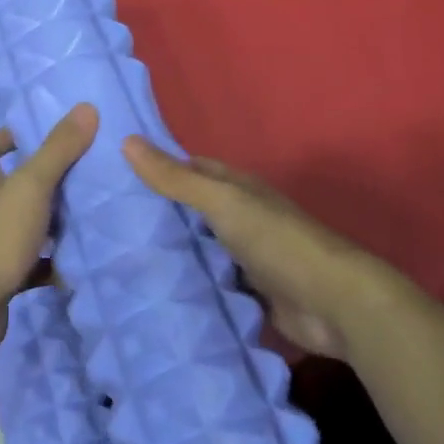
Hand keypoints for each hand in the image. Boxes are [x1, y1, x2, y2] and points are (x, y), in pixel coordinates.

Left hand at [0, 103, 98, 319]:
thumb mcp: (31, 186)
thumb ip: (58, 149)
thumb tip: (86, 107)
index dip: (8, 137)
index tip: (39, 134)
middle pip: (11, 186)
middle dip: (42, 180)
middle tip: (82, 173)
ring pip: (24, 225)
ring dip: (51, 222)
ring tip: (89, 215)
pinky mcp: (0, 277)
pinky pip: (31, 265)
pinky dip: (52, 264)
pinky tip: (79, 263)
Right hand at [123, 136, 372, 360]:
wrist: (334, 303)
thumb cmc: (277, 240)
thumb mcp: (222, 202)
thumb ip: (176, 178)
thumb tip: (127, 139)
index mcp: (239, 189)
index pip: (192, 169)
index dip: (159, 168)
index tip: (117, 175)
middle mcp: (243, 218)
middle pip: (194, 211)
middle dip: (159, 214)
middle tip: (108, 223)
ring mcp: (247, 258)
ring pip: (200, 249)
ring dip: (172, 253)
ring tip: (120, 259)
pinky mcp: (251, 294)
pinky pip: (211, 284)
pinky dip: (190, 286)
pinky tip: (156, 292)